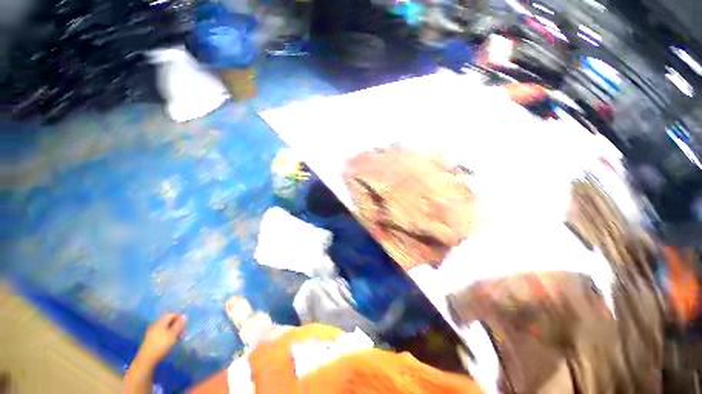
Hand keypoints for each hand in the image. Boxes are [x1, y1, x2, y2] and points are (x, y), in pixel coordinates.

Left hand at [135, 314, 186, 365]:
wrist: (146, 359)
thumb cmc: (161, 345)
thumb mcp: (173, 335)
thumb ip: (179, 325)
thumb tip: (184, 316)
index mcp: (160, 322)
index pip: (171, 314)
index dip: (179, 318)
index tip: (185, 325)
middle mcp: (155, 325)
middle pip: (168, 321)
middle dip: (176, 325)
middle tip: (182, 333)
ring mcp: (151, 332)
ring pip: (164, 328)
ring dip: (172, 331)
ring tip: (177, 338)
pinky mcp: (150, 339)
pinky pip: (161, 333)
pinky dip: (167, 335)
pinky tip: (169, 342)